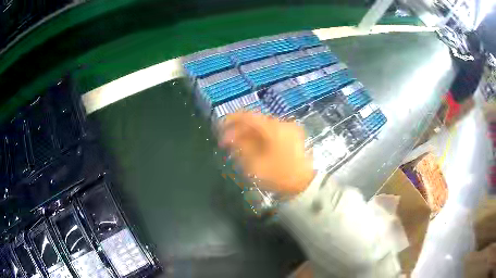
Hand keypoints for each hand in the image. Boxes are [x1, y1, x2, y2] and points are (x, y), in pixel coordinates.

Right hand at [219, 112, 314, 195]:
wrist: (307, 185)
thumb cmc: (281, 176)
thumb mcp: (256, 164)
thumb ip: (241, 148)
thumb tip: (231, 138)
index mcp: (273, 128)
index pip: (248, 116)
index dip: (231, 119)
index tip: (220, 127)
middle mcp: (282, 123)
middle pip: (255, 121)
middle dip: (239, 130)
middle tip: (227, 143)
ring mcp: (289, 130)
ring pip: (263, 128)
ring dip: (249, 135)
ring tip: (237, 147)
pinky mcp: (293, 137)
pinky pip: (271, 133)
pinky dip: (260, 139)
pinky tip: (252, 148)